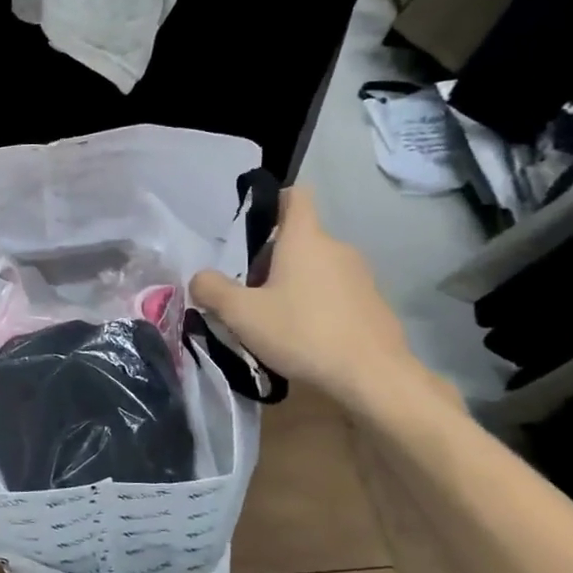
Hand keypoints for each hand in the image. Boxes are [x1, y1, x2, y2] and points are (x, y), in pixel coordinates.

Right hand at [190, 187, 444, 412]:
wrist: (372, 376)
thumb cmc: (302, 332)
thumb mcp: (241, 314)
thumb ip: (212, 290)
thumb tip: (200, 278)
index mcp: (305, 239)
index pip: (295, 196)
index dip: (273, 202)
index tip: (252, 229)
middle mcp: (336, 248)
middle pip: (298, 240)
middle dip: (270, 260)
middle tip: (248, 294)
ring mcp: (360, 276)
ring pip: (315, 268)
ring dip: (292, 285)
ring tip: (272, 321)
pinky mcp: (372, 304)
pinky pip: (334, 293)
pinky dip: (315, 306)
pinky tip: (303, 338)